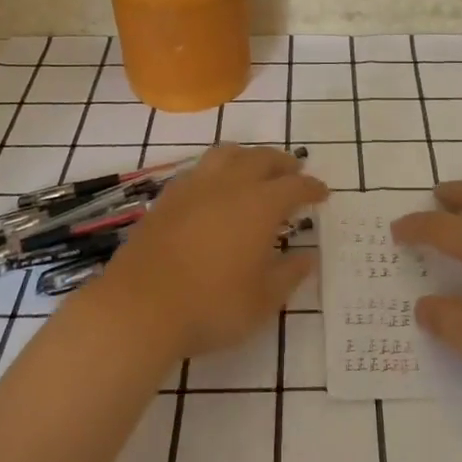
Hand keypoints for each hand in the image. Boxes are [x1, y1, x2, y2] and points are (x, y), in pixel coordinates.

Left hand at [91, 145, 327, 362]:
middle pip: (262, 159)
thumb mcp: (262, 300)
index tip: (322, 193)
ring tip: (255, 168)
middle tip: (294, 170)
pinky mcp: (167, 198)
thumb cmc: (210, 306)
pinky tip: (214, 187)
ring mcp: (194, 187)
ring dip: (248, 156)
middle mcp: (230, 185)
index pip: (295, 186)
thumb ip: (288, 274)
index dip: (312, 187)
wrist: (139, 307)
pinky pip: (199, 169)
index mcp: (260, 205)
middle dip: (283, 163)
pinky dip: (217, 170)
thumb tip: (308, 257)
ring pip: (227, 154)